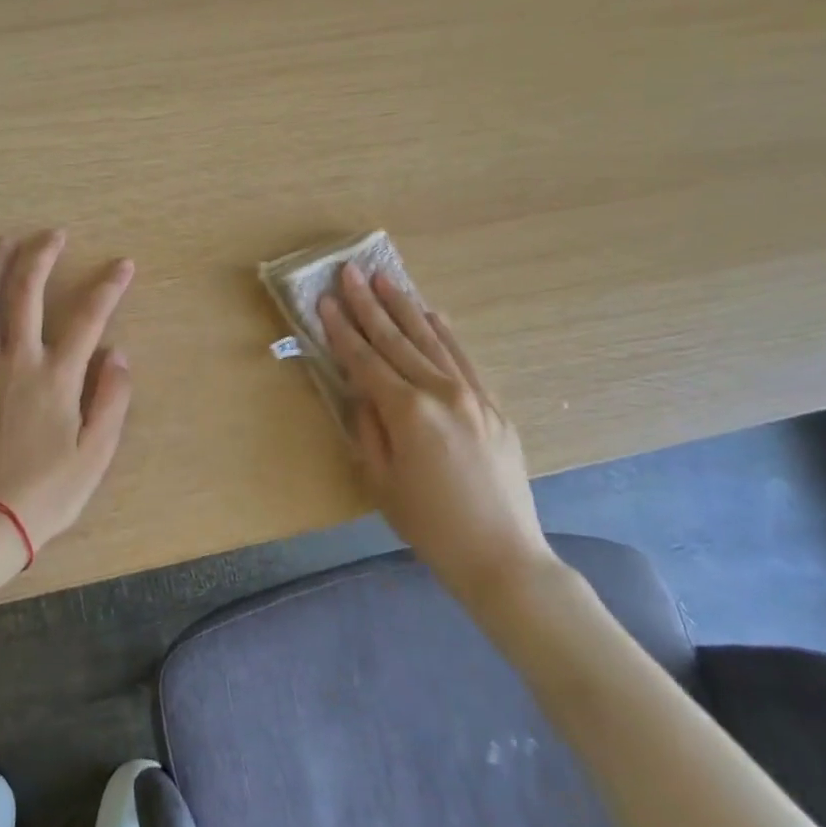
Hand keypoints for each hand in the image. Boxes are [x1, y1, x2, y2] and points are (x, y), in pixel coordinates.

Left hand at [0, 231, 134, 555]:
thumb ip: (112, 399)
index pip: (90, 318)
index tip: (122, 264)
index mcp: (59, 377)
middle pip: (27, 293)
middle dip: (42, 256)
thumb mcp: (97, 453)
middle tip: (53, 234)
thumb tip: (119, 353)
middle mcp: (18, 361)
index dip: (109, 286)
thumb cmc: (48, 492)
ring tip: (4, 241)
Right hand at [320, 264, 557, 607]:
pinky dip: (443, 332)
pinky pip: (463, 357)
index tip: (324, 300)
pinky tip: (430, 313)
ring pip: (431, 339)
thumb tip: (361, 390)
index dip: (341, 330)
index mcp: (408, 412)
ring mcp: (472, 394)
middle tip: (350, 272)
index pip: (365, 360)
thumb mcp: (381, 481)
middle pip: (396, 340)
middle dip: (368, 304)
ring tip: (385, 278)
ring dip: (404, 307)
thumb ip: (367, 428)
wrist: (501, 555)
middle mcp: (441, 392)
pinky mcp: (493, 404)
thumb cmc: (429, 525)